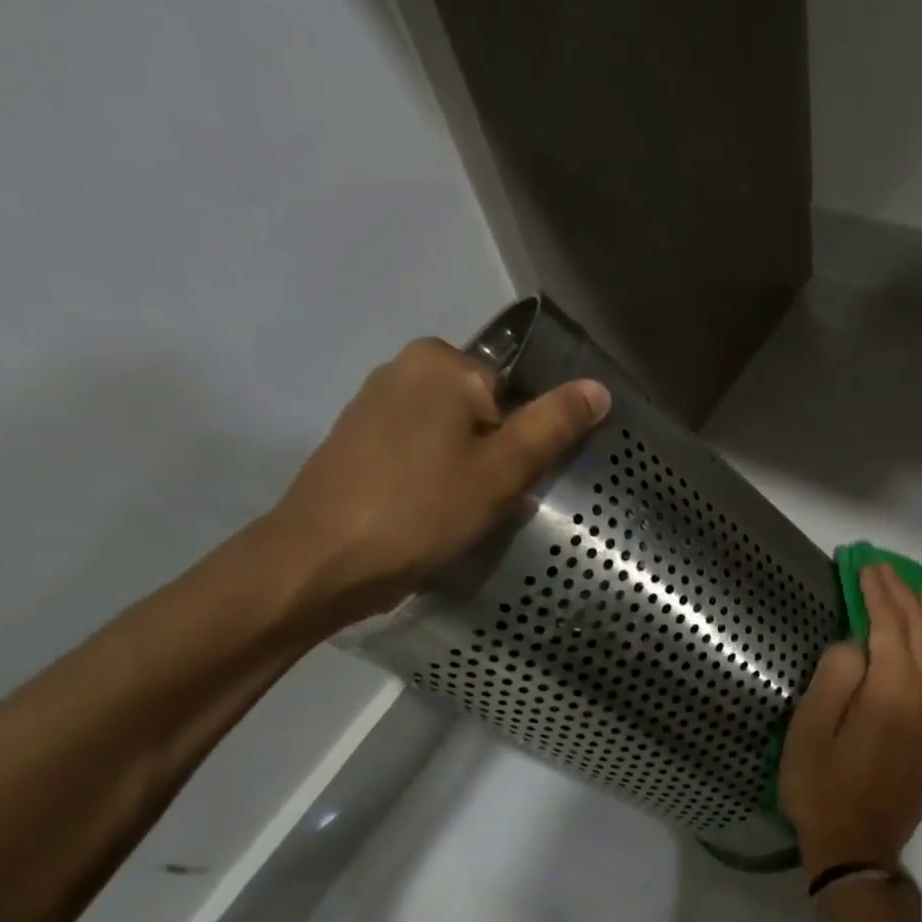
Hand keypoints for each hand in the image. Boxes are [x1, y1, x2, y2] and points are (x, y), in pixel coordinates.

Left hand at [262, 337, 609, 628]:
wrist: (323, 560)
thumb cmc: (422, 509)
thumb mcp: (503, 469)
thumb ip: (553, 425)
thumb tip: (599, 387)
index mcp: (442, 361)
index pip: (517, 387)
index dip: (529, 436)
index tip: (524, 480)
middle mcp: (405, 367)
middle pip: (485, 409)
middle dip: (499, 453)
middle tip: (498, 501)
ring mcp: (376, 404)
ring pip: (454, 433)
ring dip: (469, 469)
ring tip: (466, 512)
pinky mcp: (359, 441)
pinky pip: (422, 450)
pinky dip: (437, 476)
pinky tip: (434, 511)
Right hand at [780, 564, 921, 876]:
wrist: (857, 852)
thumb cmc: (821, 791)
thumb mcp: (809, 734)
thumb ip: (834, 680)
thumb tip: (856, 646)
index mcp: (892, 698)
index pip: (891, 631)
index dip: (880, 596)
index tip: (869, 569)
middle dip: (907, 601)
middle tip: (889, 573)